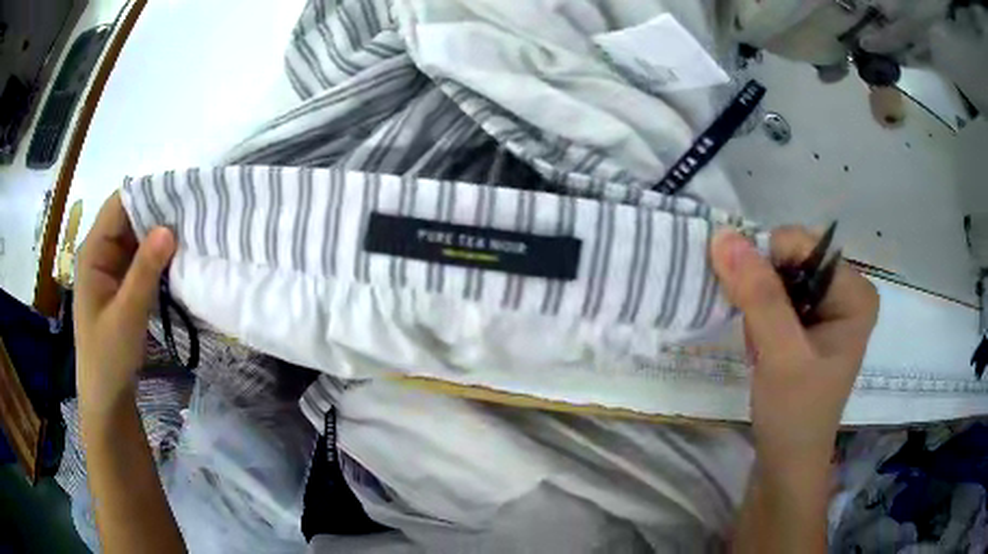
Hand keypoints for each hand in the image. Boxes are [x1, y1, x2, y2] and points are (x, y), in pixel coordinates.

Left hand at [74, 192, 175, 416]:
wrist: (107, 397)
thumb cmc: (108, 358)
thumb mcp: (126, 316)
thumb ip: (144, 272)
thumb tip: (169, 227)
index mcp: (93, 251)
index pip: (119, 204)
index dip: (147, 194)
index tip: (180, 194)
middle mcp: (102, 251)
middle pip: (130, 217)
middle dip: (159, 212)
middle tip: (194, 213)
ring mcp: (112, 267)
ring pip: (138, 237)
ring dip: (161, 235)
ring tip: (193, 231)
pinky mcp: (123, 283)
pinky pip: (142, 259)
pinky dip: (159, 256)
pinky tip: (180, 257)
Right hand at [711, 227, 878, 478]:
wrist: (786, 464)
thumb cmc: (794, 415)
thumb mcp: (781, 356)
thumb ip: (759, 296)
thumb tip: (724, 236)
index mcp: (855, 292)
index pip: (801, 246)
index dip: (767, 266)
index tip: (752, 308)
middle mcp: (846, 291)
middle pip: (791, 258)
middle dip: (763, 291)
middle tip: (758, 335)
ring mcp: (829, 307)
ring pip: (780, 277)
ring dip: (758, 306)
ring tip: (761, 346)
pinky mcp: (812, 323)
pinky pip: (777, 297)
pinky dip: (759, 317)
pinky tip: (762, 347)